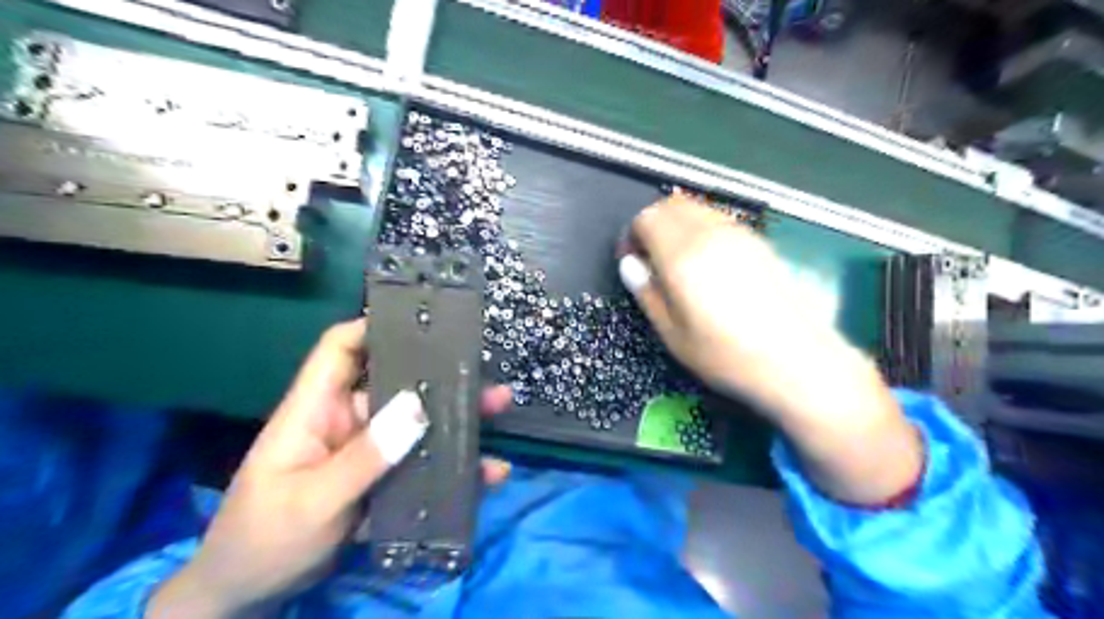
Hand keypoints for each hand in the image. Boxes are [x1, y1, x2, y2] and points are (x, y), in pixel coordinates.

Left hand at [149, 318, 513, 618]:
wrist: (249, 597)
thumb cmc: (263, 540)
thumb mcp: (313, 501)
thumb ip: (366, 457)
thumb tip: (417, 406)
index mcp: (315, 411)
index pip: (340, 349)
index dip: (374, 327)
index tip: (423, 320)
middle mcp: (345, 422)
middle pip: (395, 385)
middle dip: (440, 377)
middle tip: (484, 376)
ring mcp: (366, 452)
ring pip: (416, 424)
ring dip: (456, 420)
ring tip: (498, 411)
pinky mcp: (382, 479)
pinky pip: (422, 463)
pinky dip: (453, 466)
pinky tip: (489, 472)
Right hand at [621, 195, 924, 504]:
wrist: (798, 361)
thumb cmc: (727, 356)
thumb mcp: (673, 335)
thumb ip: (647, 293)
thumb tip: (630, 265)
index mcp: (684, 256)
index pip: (647, 219)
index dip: (632, 236)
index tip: (632, 262)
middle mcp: (711, 233)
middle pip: (671, 205)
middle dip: (652, 224)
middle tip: (650, 259)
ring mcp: (739, 233)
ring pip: (697, 208)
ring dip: (677, 225)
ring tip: (677, 262)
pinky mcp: (759, 241)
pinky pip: (719, 219)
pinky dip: (701, 229)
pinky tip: (707, 264)